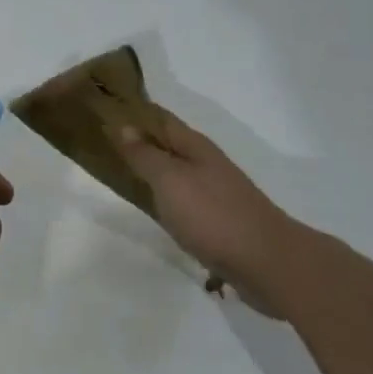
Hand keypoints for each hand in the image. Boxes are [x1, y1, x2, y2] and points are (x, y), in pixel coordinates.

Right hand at [107, 103, 297, 316]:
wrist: (269, 265)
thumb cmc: (213, 214)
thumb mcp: (170, 180)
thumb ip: (145, 154)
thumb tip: (124, 125)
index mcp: (195, 146)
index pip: (159, 118)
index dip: (133, 112)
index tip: (104, 108)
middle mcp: (207, 164)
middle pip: (168, 145)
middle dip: (140, 141)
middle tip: (103, 142)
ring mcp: (216, 194)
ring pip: (176, 174)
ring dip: (153, 171)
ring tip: (122, 175)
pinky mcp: (221, 223)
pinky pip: (185, 202)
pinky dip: (167, 200)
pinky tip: (155, 211)